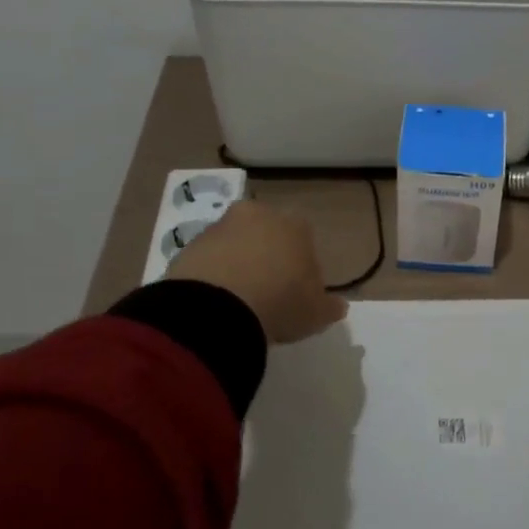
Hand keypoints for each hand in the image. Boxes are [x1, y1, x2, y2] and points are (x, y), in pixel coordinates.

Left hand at [172, 200, 348, 344]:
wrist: (217, 308)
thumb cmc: (280, 303)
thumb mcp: (316, 313)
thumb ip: (329, 306)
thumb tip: (339, 306)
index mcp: (296, 225)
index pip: (304, 238)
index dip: (302, 264)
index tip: (297, 291)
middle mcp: (259, 215)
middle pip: (267, 234)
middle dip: (267, 256)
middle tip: (267, 292)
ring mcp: (220, 227)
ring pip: (235, 243)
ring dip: (237, 263)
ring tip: (237, 301)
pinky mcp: (189, 244)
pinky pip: (208, 259)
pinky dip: (211, 274)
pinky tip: (214, 303)